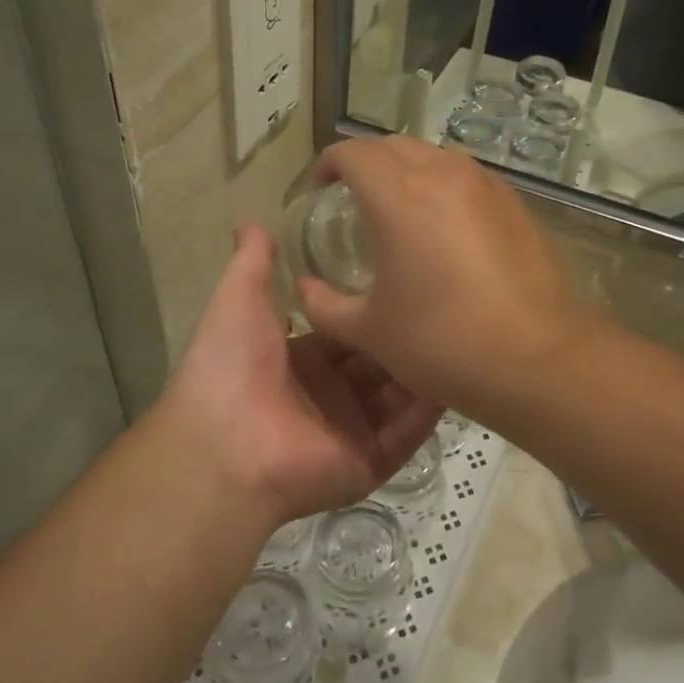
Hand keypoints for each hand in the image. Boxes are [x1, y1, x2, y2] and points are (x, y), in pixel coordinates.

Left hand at [165, 225, 441, 525]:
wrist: (222, 445)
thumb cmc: (230, 366)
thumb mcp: (238, 301)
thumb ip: (252, 264)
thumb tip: (251, 220)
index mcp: (301, 362)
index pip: (350, 334)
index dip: (374, 312)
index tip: (409, 281)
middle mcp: (329, 397)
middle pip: (379, 364)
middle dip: (406, 339)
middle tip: (446, 305)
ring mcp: (351, 432)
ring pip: (398, 397)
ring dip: (424, 370)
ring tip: (462, 335)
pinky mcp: (368, 462)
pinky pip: (406, 434)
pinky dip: (428, 411)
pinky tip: (457, 377)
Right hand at [297, 138, 587, 411]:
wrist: (536, 358)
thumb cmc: (442, 342)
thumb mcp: (370, 331)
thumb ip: (324, 305)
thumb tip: (305, 288)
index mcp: (400, 196)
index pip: (354, 153)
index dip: (329, 163)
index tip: (320, 187)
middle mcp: (443, 175)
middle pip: (394, 145)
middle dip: (367, 161)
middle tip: (353, 194)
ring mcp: (486, 185)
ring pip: (435, 156)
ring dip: (408, 169)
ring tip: (400, 206)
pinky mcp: (515, 204)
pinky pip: (468, 177)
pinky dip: (445, 185)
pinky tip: (446, 226)